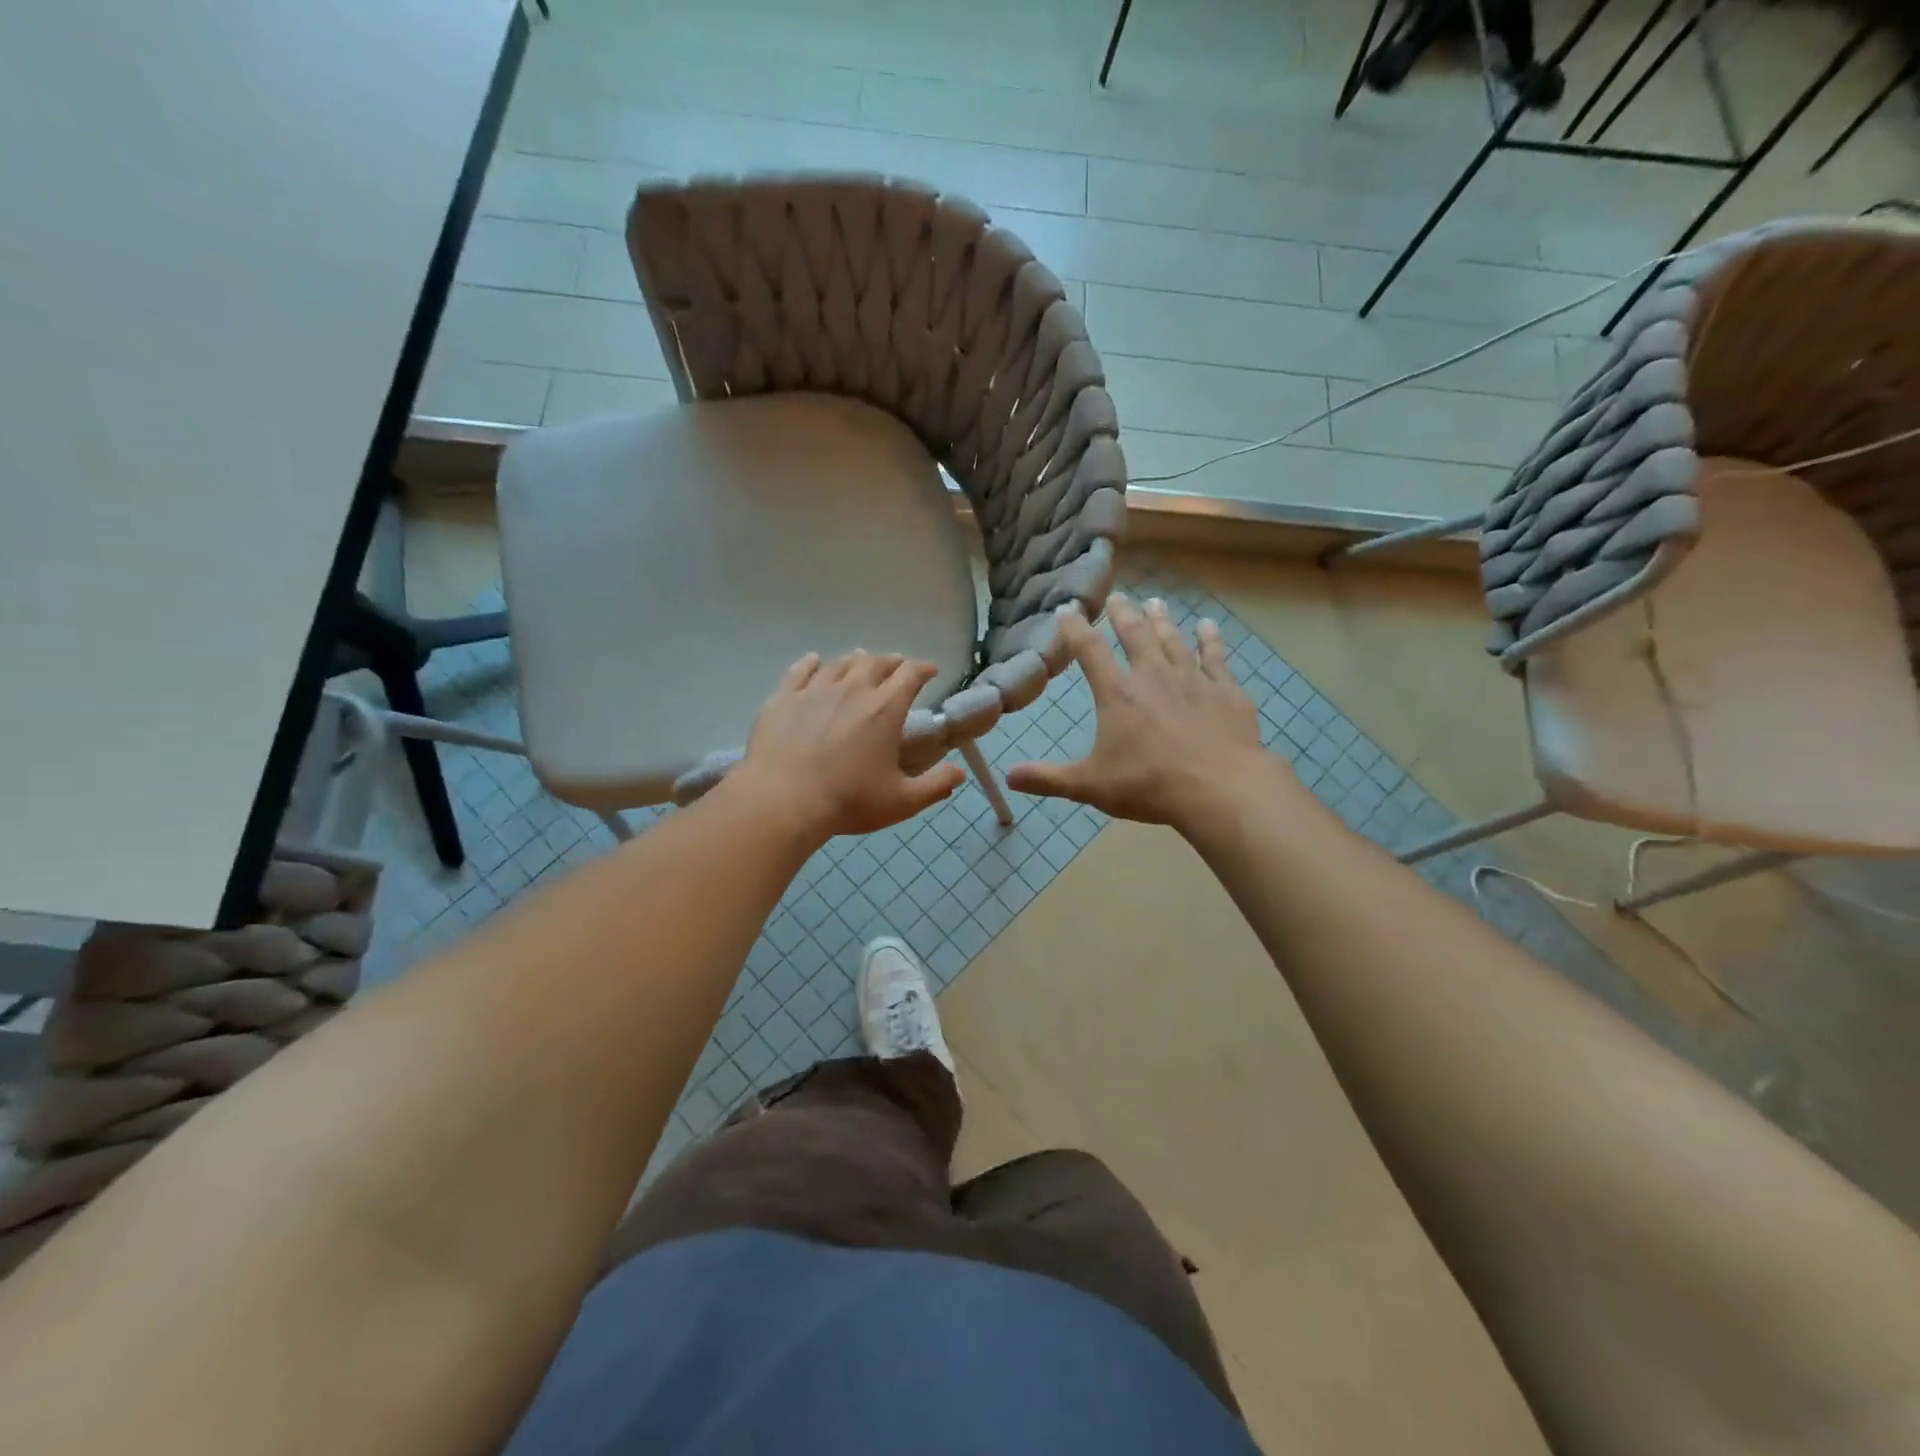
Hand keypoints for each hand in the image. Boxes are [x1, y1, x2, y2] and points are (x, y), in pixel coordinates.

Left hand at [731, 650, 966, 841]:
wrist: (782, 801)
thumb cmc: (848, 801)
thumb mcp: (901, 801)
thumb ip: (935, 785)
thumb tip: (959, 772)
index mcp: (885, 709)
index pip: (910, 674)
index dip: (923, 669)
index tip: (930, 671)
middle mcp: (852, 689)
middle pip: (876, 662)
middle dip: (891, 662)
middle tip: (896, 669)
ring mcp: (815, 690)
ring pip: (840, 663)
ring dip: (855, 661)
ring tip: (860, 664)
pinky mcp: (784, 697)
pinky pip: (800, 670)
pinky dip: (812, 663)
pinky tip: (814, 661)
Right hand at [1006, 594, 1275, 829]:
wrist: (1219, 788)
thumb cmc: (1149, 785)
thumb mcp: (1090, 785)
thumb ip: (1049, 778)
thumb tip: (1009, 776)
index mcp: (1118, 694)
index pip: (1090, 651)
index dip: (1075, 629)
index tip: (1067, 610)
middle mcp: (1153, 676)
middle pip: (1136, 635)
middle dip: (1123, 614)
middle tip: (1118, 597)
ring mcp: (1193, 680)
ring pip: (1174, 640)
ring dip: (1162, 621)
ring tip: (1156, 603)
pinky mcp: (1226, 692)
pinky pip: (1216, 657)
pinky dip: (1211, 640)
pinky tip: (1209, 627)